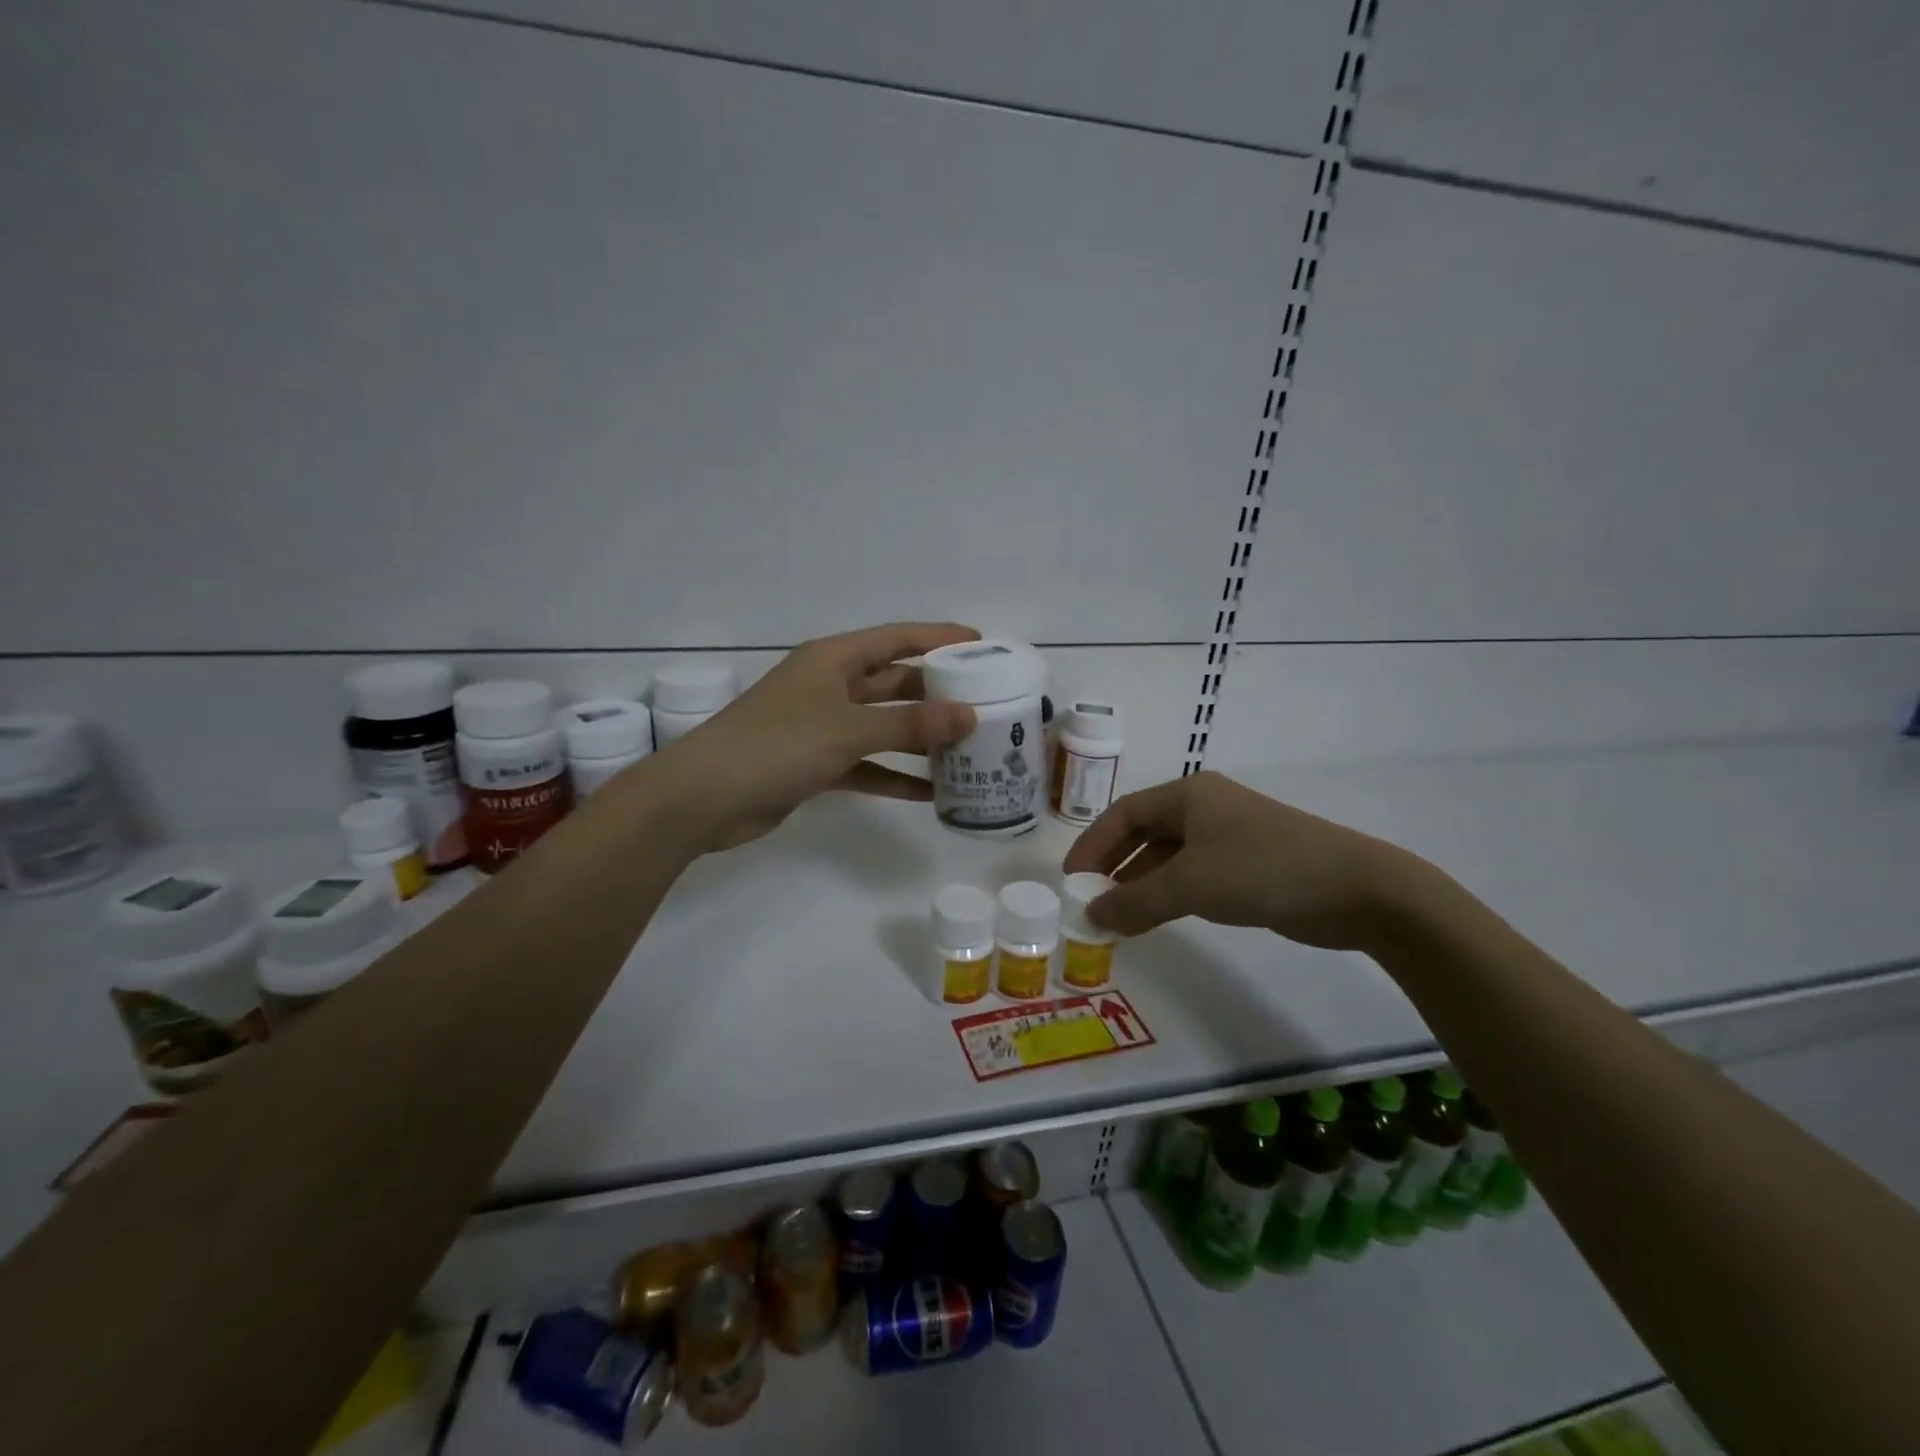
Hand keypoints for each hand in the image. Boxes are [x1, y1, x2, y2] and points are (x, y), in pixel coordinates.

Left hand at [652, 622, 979, 852]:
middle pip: (894, 682)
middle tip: (986, 703)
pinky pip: (867, 765)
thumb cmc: (775, 745)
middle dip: (937, 693)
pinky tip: (930, 793)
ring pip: (884, 726)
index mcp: (833, 659)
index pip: (897, 638)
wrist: (703, 798)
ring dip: (920, 739)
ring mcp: (822, 726)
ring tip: (969, 750)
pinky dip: (894, 776)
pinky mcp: (816, 764)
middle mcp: (830, 686)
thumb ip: (909, 724)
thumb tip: (968, 716)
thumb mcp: (847, 730)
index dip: (938, 637)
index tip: (982, 644)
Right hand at [1061, 770, 1429, 951]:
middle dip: (1114, 866)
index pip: (1124, 813)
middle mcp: (1205, 809)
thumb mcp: (1190, 884)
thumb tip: (1092, 917)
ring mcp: (1229, 837)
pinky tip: (1155, 918)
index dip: (1093, 844)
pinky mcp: (1248, 866)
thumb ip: (1134, 901)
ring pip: (1169, 858)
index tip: (1071, 879)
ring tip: (1116, 919)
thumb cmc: (1263, 869)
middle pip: (1144, 833)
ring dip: (1141, 885)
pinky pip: (1194, 876)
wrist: (1357, 889)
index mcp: (1188, 795)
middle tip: (1090, 899)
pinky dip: (1169, 895)